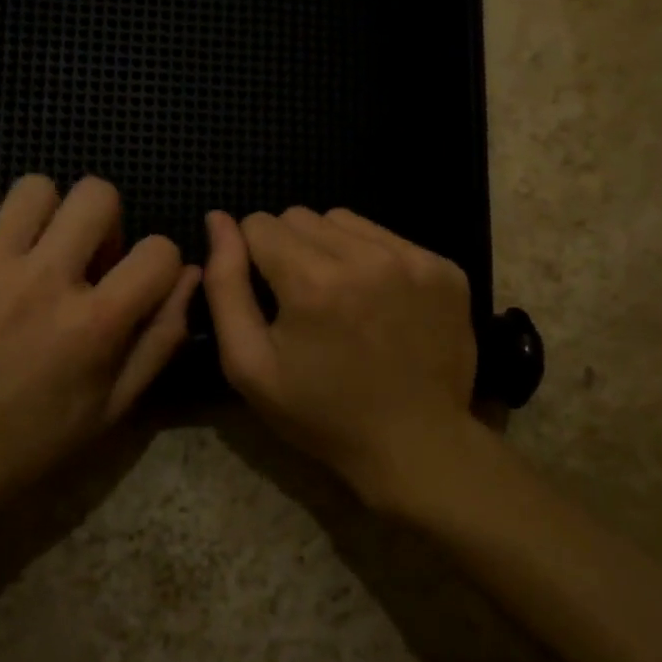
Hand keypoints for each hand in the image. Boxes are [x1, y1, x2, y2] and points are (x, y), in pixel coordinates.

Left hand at [0, 176, 198, 542]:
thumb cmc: (31, 447)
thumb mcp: (112, 409)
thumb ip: (159, 338)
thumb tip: (189, 276)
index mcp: (93, 323)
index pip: (158, 249)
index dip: (160, 263)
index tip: (138, 283)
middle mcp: (43, 281)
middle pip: (96, 194)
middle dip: (106, 222)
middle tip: (87, 259)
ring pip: (35, 189)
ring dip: (49, 215)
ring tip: (39, 254)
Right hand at [203, 206, 478, 511]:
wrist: (415, 445)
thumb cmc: (321, 413)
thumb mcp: (249, 364)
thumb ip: (225, 285)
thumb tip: (217, 220)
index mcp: (312, 283)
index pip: (259, 224)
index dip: (252, 256)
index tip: (267, 294)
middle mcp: (365, 258)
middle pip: (300, 216)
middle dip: (288, 249)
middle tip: (302, 299)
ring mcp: (412, 259)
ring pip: (344, 220)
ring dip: (329, 247)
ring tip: (340, 295)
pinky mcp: (444, 268)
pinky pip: (387, 236)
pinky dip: (371, 257)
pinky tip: (378, 299)